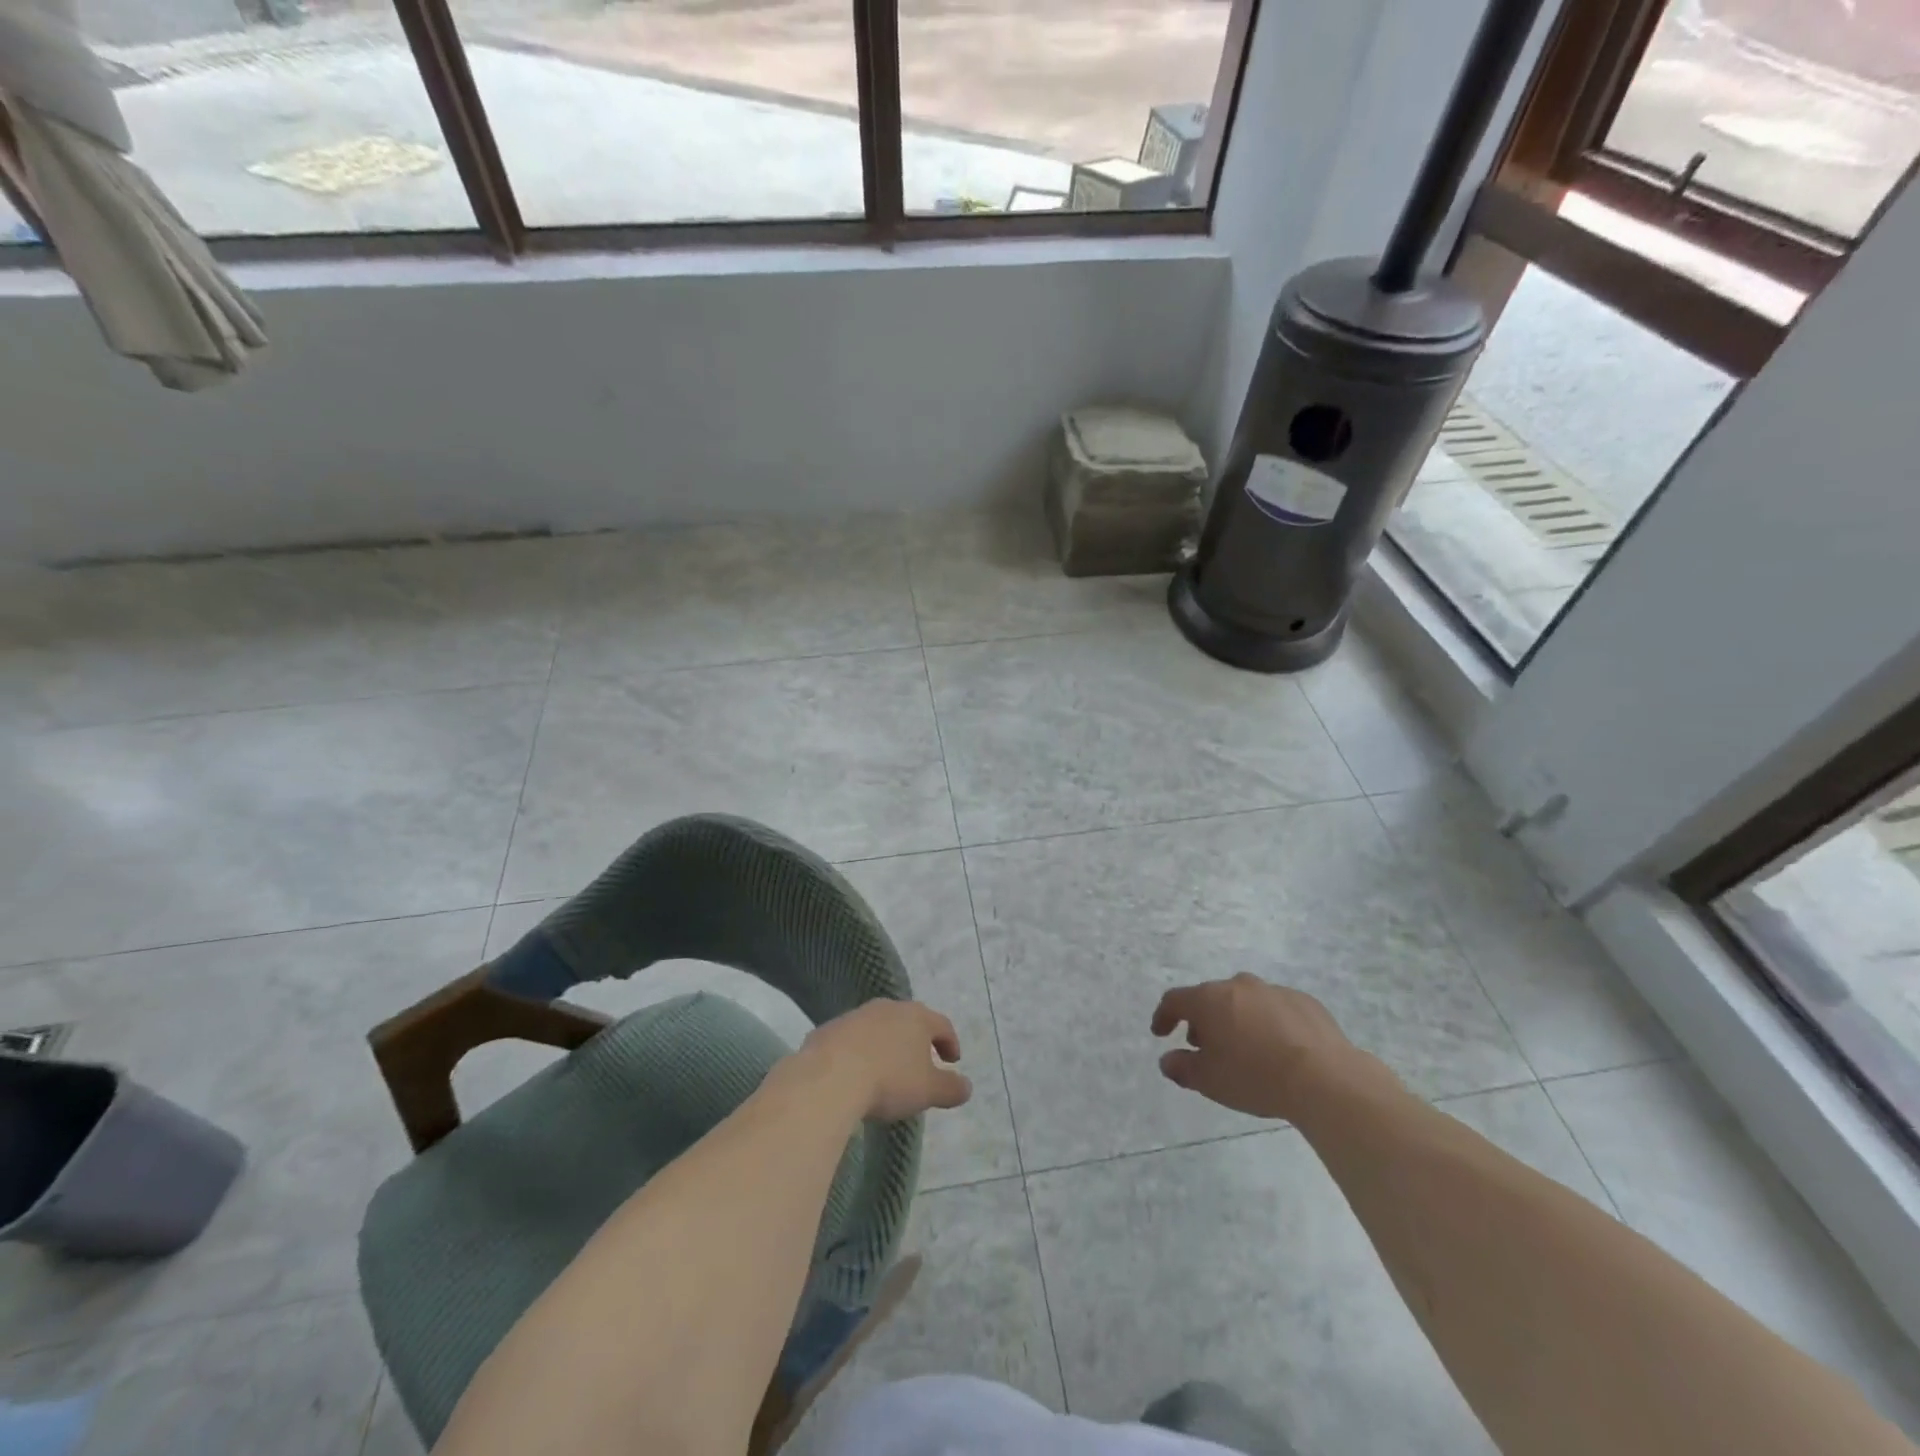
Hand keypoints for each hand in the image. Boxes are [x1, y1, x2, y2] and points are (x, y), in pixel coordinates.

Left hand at [800, 1000, 972, 1122]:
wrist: (829, 1077)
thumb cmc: (889, 1080)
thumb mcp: (928, 1091)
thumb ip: (951, 1088)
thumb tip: (967, 1086)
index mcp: (916, 1017)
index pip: (942, 1025)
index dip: (950, 1042)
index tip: (953, 1061)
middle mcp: (888, 1008)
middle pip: (909, 1021)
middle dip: (917, 1040)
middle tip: (921, 1063)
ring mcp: (856, 1016)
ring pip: (879, 1027)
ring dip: (886, 1044)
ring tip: (886, 1070)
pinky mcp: (829, 1029)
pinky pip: (851, 1039)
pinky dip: (858, 1052)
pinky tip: (855, 1074)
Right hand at [1151, 974, 1378, 1120]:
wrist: (1325, 1078)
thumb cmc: (1255, 1077)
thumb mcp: (1209, 1081)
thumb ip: (1182, 1068)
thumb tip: (1167, 1060)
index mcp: (1209, 999)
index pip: (1175, 1000)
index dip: (1164, 1016)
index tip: (1160, 1033)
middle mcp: (1238, 986)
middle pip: (1211, 998)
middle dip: (1203, 1020)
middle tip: (1204, 1045)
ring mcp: (1273, 990)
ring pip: (1244, 1000)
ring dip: (1236, 1019)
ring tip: (1243, 1047)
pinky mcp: (1304, 1001)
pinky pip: (1275, 1009)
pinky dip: (1268, 1023)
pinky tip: (1277, 1048)